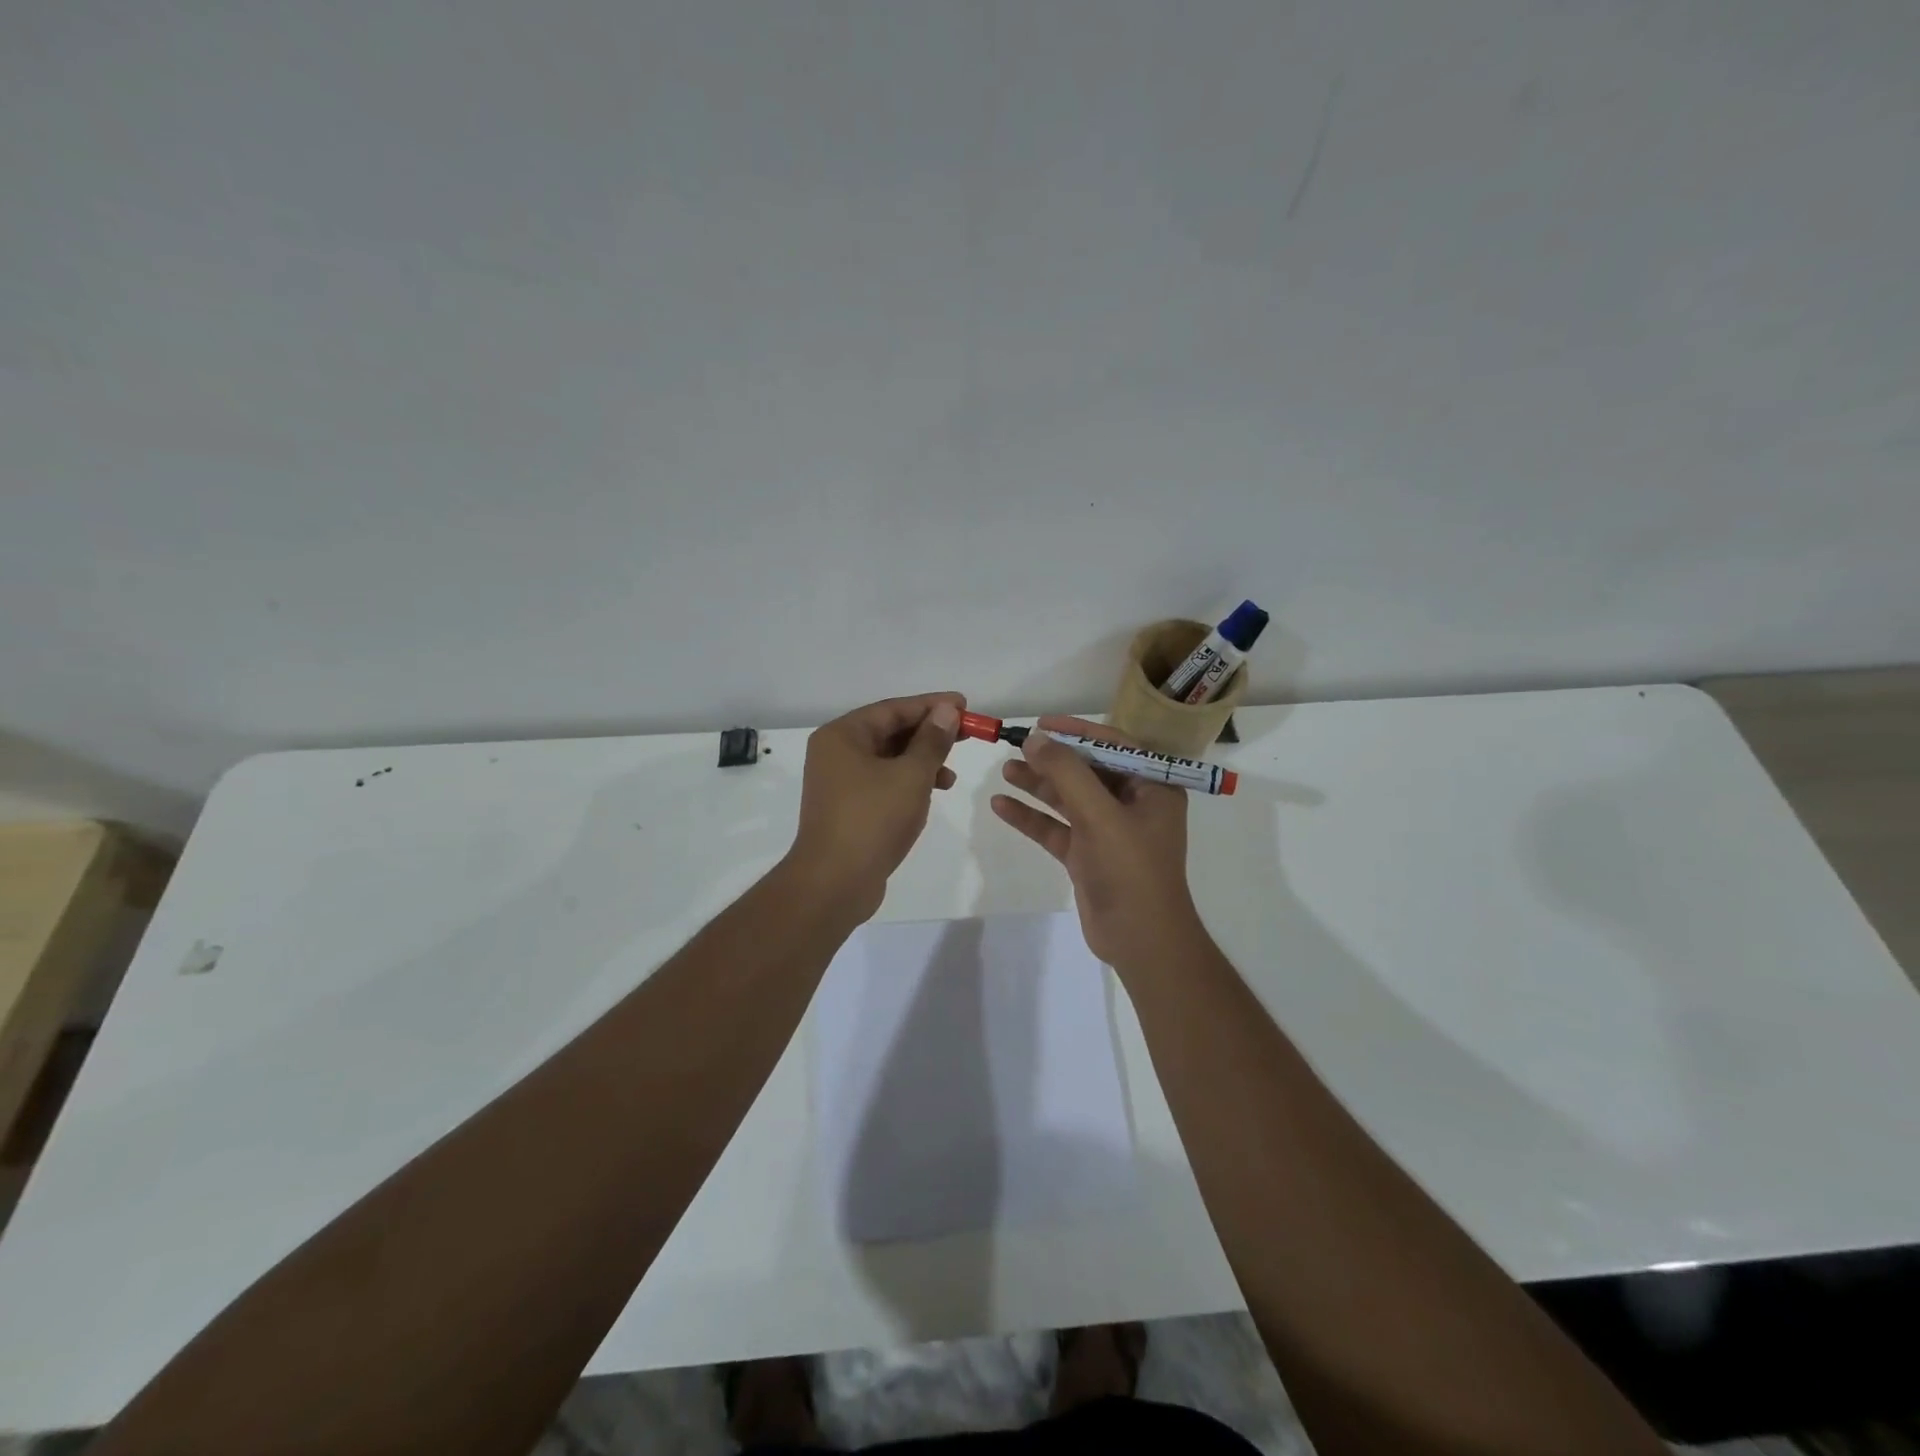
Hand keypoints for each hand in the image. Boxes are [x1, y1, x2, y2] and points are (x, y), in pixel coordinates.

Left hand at [788, 693, 964, 918]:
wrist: (834, 883)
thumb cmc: (873, 820)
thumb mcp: (911, 775)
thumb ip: (932, 741)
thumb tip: (946, 711)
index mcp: (842, 736)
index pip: (893, 709)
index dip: (931, 705)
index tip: (964, 704)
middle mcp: (836, 753)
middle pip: (889, 732)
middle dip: (929, 733)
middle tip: (966, 734)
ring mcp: (840, 782)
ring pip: (888, 759)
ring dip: (922, 760)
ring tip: (951, 773)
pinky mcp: (848, 808)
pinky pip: (883, 782)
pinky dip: (909, 782)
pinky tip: (933, 792)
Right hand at [990, 716, 1204, 970]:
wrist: (1141, 940)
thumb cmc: (1131, 870)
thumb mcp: (1100, 815)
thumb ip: (1067, 774)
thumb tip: (1035, 739)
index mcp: (1153, 788)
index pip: (1113, 746)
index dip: (1077, 731)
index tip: (1042, 723)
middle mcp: (1132, 804)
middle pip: (1087, 771)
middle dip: (1053, 759)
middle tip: (1017, 746)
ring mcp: (1108, 831)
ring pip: (1068, 799)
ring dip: (1039, 785)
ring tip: (1005, 770)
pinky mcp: (1087, 855)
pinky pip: (1056, 828)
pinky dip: (1032, 817)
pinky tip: (1001, 806)